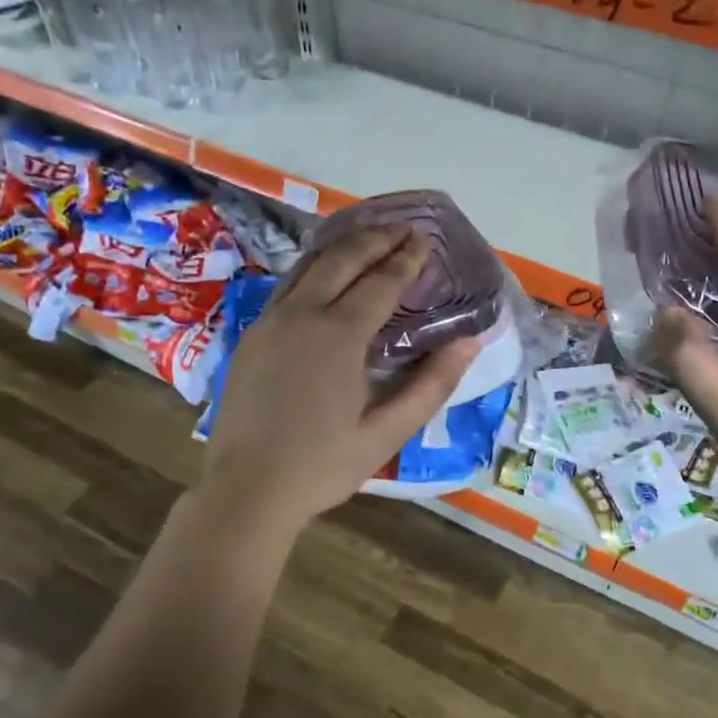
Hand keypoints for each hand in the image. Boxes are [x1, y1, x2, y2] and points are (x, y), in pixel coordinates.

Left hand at [199, 224, 478, 532]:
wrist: (247, 489)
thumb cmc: (322, 465)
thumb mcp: (387, 433)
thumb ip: (431, 385)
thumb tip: (470, 343)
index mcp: (338, 335)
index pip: (380, 282)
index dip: (406, 259)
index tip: (426, 239)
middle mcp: (301, 314)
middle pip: (341, 259)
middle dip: (375, 238)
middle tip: (402, 228)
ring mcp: (269, 322)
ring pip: (308, 266)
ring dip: (342, 247)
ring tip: (368, 237)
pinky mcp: (251, 336)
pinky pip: (287, 286)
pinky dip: (313, 268)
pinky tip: (323, 274)